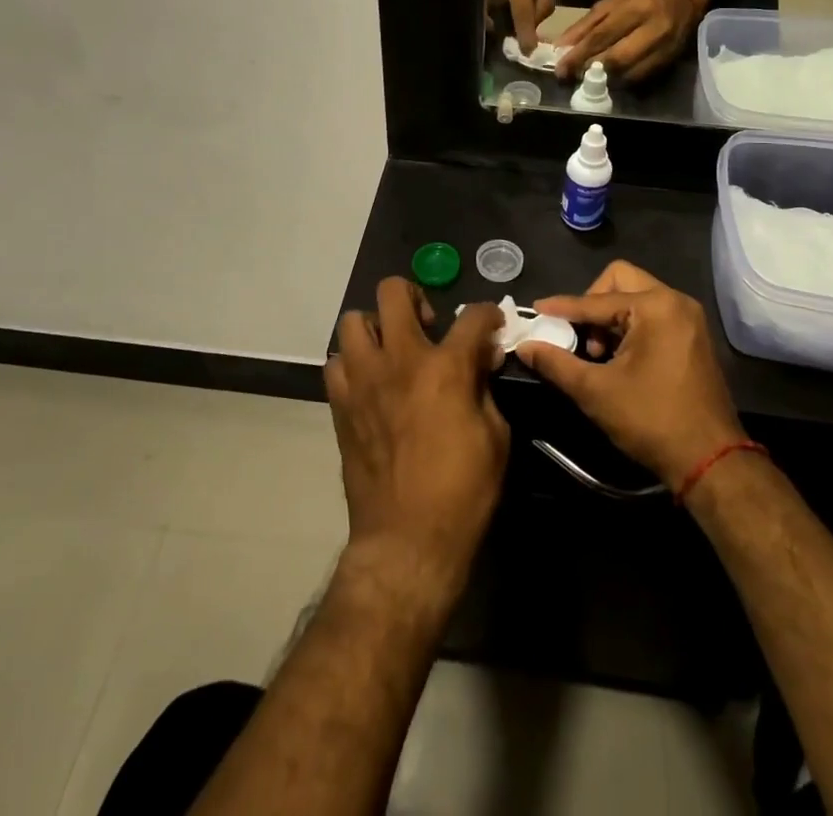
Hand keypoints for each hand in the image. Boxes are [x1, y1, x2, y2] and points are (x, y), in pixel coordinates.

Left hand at [326, 281, 509, 594]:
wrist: (407, 540)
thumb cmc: (462, 491)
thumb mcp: (495, 436)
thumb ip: (485, 386)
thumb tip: (482, 357)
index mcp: (444, 366)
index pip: (473, 316)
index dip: (488, 314)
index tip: (492, 323)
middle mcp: (399, 359)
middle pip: (394, 292)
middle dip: (416, 297)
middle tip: (428, 326)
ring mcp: (363, 379)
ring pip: (354, 320)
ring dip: (377, 327)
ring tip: (393, 350)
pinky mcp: (340, 404)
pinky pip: (337, 362)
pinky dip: (354, 362)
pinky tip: (371, 382)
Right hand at [486, 0, 554, 52]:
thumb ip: (544, 5)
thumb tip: (536, 26)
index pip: (522, 18)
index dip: (525, 37)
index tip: (528, 53)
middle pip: (501, 25)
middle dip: (510, 32)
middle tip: (519, 34)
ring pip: (489, 19)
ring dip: (499, 23)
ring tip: (507, 20)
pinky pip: (482, 10)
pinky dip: (490, 14)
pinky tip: (496, 10)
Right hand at [516, 261, 744, 487]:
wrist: (711, 461)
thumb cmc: (652, 420)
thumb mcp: (596, 392)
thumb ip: (557, 363)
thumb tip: (525, 346)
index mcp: (655, 306)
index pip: (596, 300)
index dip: (562, 307)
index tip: (536, 310)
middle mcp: (676, 301)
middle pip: (620, 281)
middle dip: (592, 303)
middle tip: (578, 334)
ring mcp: (688, 318)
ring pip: (636, 297)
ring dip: (610, 317)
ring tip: (597, 353)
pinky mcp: (693, 336)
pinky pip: (652, 314)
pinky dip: (630, 326)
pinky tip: (617, 358)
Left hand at [553, 0, 699, 82]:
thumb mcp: (610, 4)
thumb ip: (585, 26)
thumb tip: (561, 48)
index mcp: (634, 10)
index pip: (602, 37)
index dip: (579, 55)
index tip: (561, 69)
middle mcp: (652, 30)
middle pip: (616, 59)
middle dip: (590, 70)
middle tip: (571, 77)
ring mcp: (663, 49)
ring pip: (629, 74)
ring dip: (604, 81)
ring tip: (586, 80)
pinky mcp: (668, 62)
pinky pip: (640, 79)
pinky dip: (620, 82)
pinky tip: (608, 80)